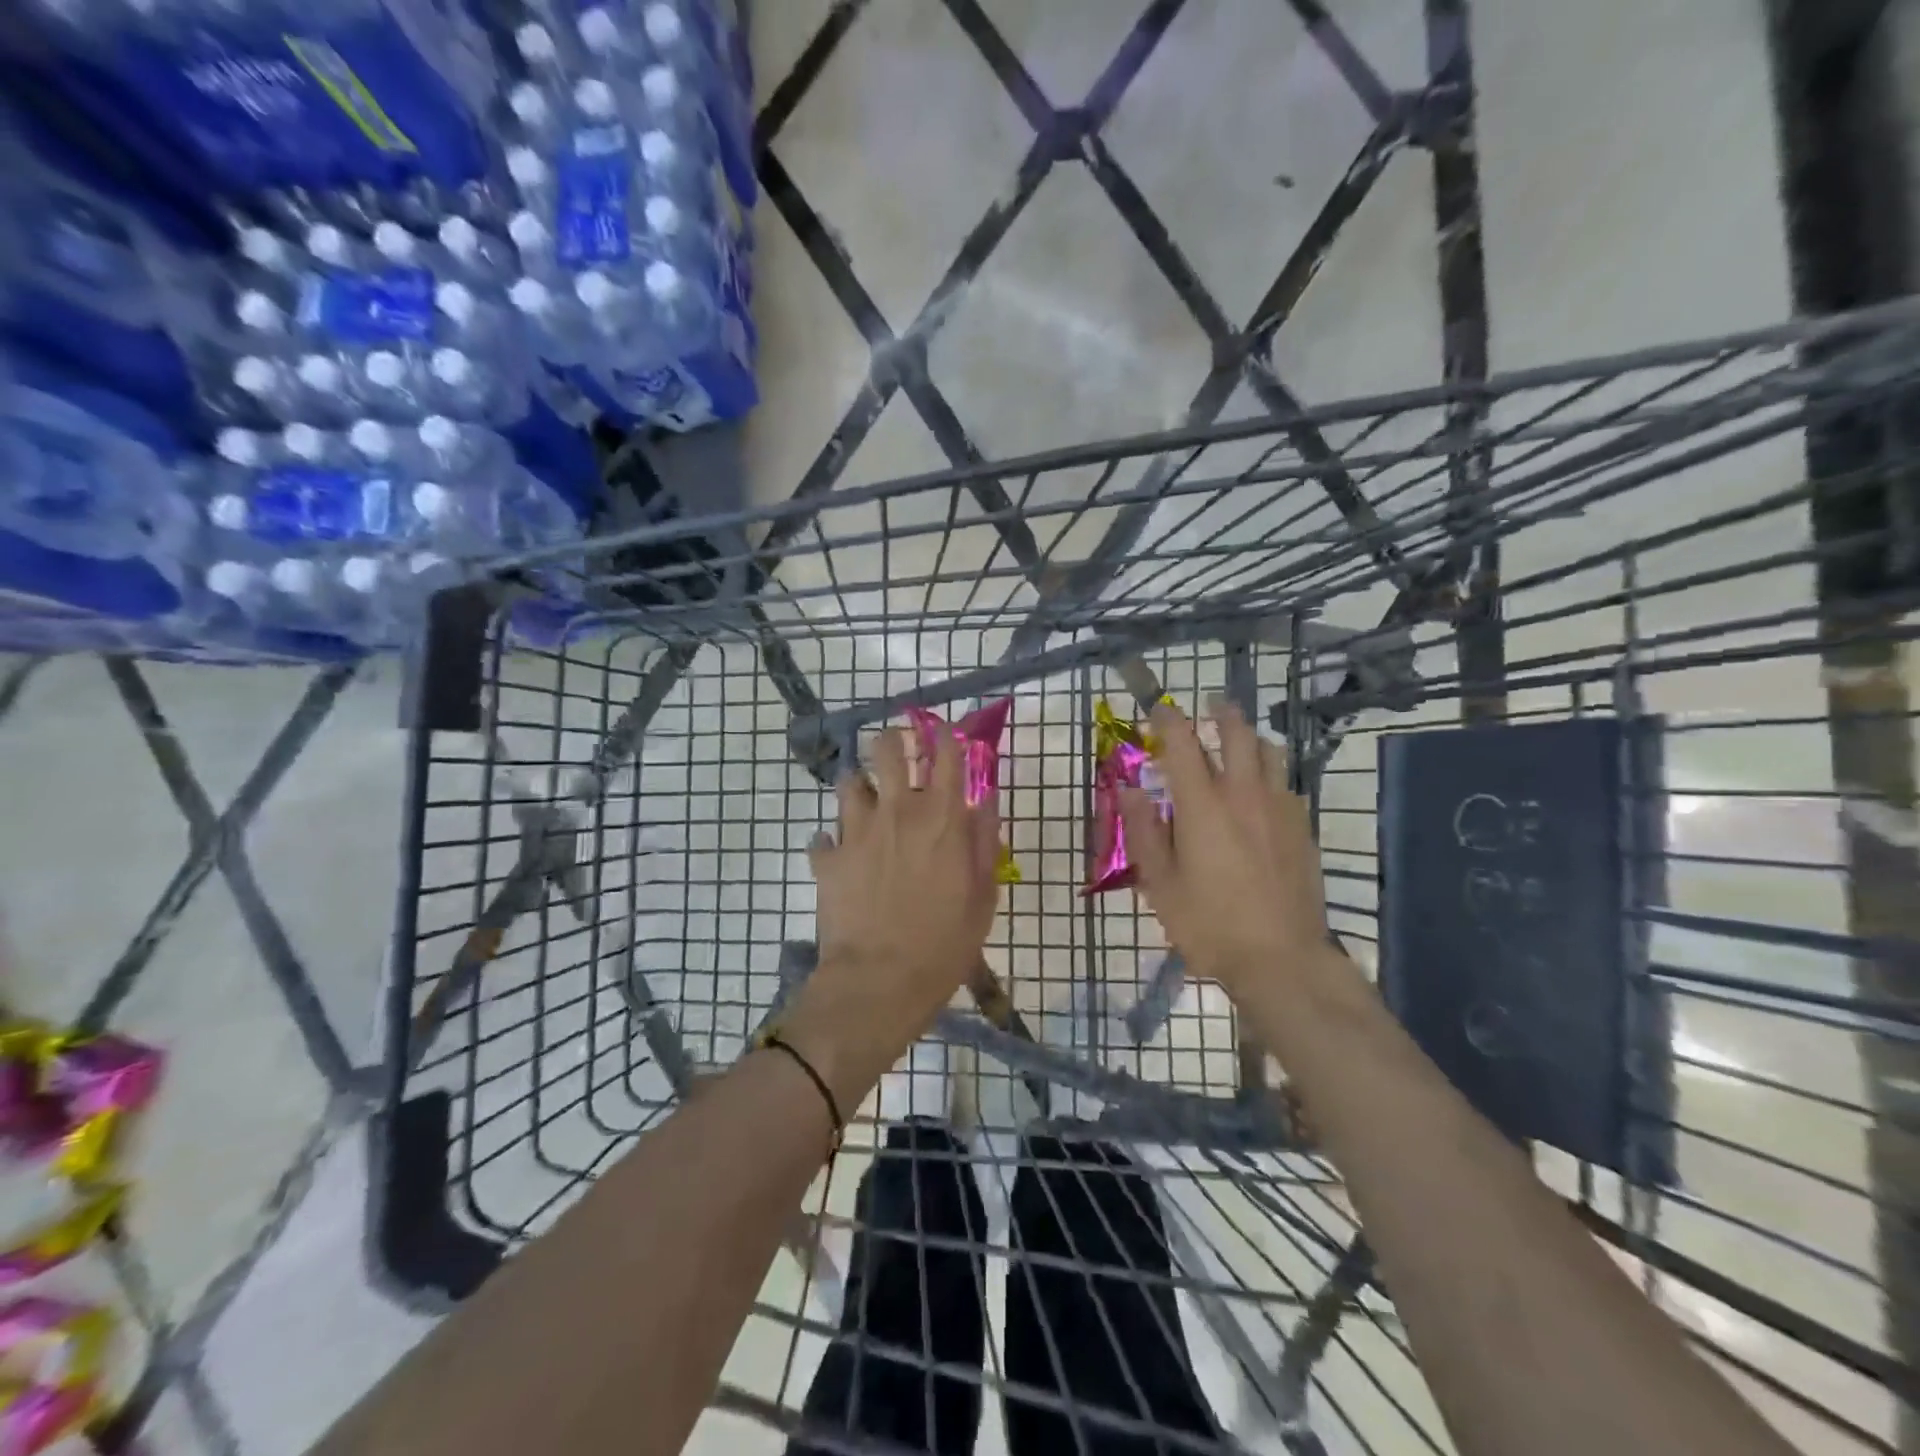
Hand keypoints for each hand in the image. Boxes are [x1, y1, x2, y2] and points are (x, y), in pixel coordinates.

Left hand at [781, 726, 1001, 1103]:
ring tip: (866, 803)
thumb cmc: (944, 943)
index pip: (947, 755)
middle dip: (892, 741)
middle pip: (887, 750)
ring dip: (859, 787)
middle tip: (897, 750)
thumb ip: (985, 843)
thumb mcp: (983, 896)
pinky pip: (822, 836)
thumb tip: (985, 802)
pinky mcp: (827, 858)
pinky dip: (831, 842)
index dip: (947, 737)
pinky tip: (838, 855)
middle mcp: (897, 811)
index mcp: (941, 818)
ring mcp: (857, 831)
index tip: (947, 732)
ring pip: (849, 783)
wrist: (880, 981)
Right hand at [1119, 699, 1331, 994]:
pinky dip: (1270, 774)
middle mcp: (1243, 794)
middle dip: (1220, 713)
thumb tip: (1130, 789)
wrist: (1281, 959)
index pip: (1182, 743)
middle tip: (1208, 708)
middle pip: (1237, 733)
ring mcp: (1279, 809)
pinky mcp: (1302, 829)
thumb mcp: (1160, 883)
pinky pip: (1285, 784)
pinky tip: (1262, 793)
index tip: (1157, 709)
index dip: (1167, 719)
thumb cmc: (1209, 924)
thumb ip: (1144, 831)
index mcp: (1202, 804)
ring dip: (1250, 738)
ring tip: (1238, 742)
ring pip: (1269, 752)